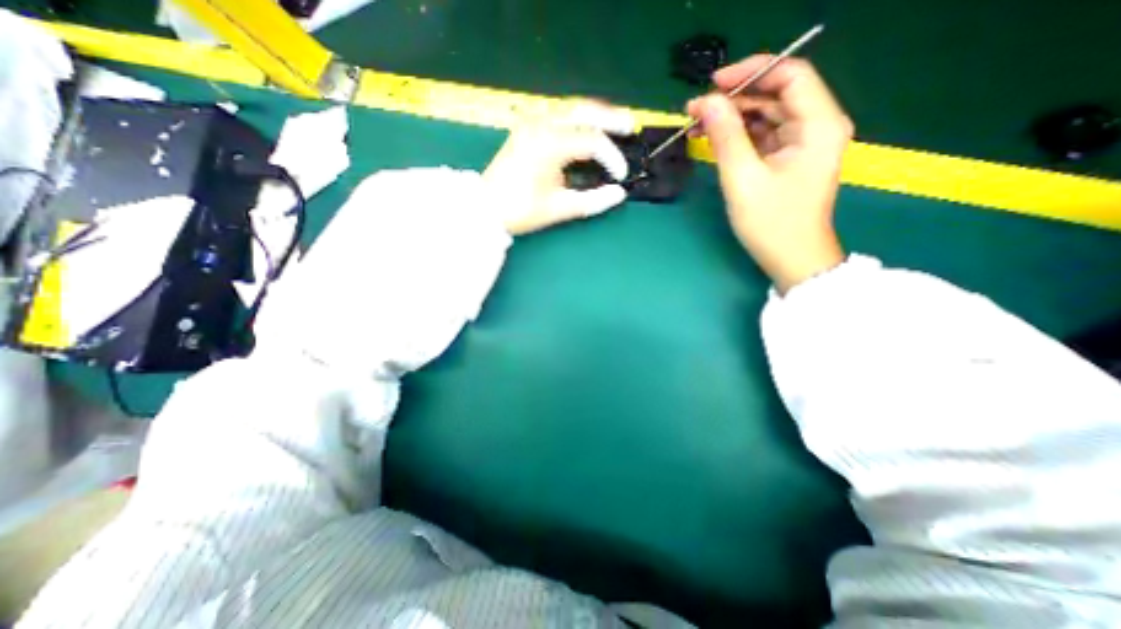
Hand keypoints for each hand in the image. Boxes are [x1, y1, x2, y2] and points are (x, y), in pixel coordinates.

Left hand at [485, 103, 634, 235]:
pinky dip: (576, 119)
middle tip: (630, 125)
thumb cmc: (521, 209)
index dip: (612, 157)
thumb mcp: (558, 208)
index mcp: (550, 144)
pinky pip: (557, 115)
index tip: (620, 176)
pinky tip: (585, 128)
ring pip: (570, 109)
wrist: (486, 208)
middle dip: (610, 118)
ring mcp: (531, 124)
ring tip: (613, 123)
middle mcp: (542, 125)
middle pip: (583, 111)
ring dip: (593, 115)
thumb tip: (619, 194)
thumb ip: (592, 201)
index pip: (592, 141)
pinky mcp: (526, 129)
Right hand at [688, 54, 854, 290]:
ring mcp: (802, 144)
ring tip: (697, 126)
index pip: (790, 75)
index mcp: (818, 124)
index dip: (751, 72)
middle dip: (734, 99)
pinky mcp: (788, 159)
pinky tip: (714, 139)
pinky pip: (762, 136)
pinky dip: (738, 136)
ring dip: (732, 118)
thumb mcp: (743, 179)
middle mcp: (816, 126)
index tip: (713, 84)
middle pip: (775, 95)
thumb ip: (725, 137)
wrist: (791, 259)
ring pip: (765, 116)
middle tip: (695, 111)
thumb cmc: (771, 223)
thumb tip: (704, 103)